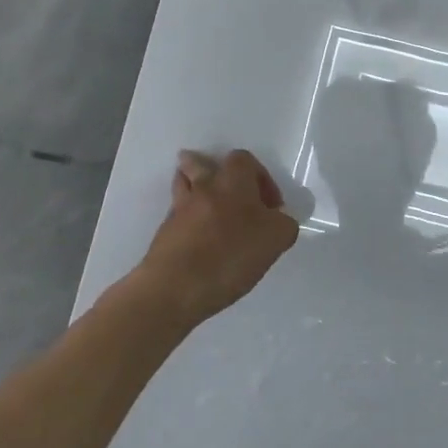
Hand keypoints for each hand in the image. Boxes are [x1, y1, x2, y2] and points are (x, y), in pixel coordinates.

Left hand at [142, 150, 299, 324]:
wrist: (176, 287)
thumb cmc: (232, 255)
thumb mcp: (278, 238)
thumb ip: (283, 223)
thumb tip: (276, 220)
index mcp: (233, 182)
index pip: (244, 160)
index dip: (261, 177)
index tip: (270, 206)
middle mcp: (204, 188)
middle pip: (200, 163)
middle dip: (212, 170)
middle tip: (230, 192)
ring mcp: (180, 210)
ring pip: (183, 184)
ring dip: (193, 187)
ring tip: (207, 202)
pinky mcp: (164, 233)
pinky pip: (176, 214)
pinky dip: (186, 218)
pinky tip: (199, 236)